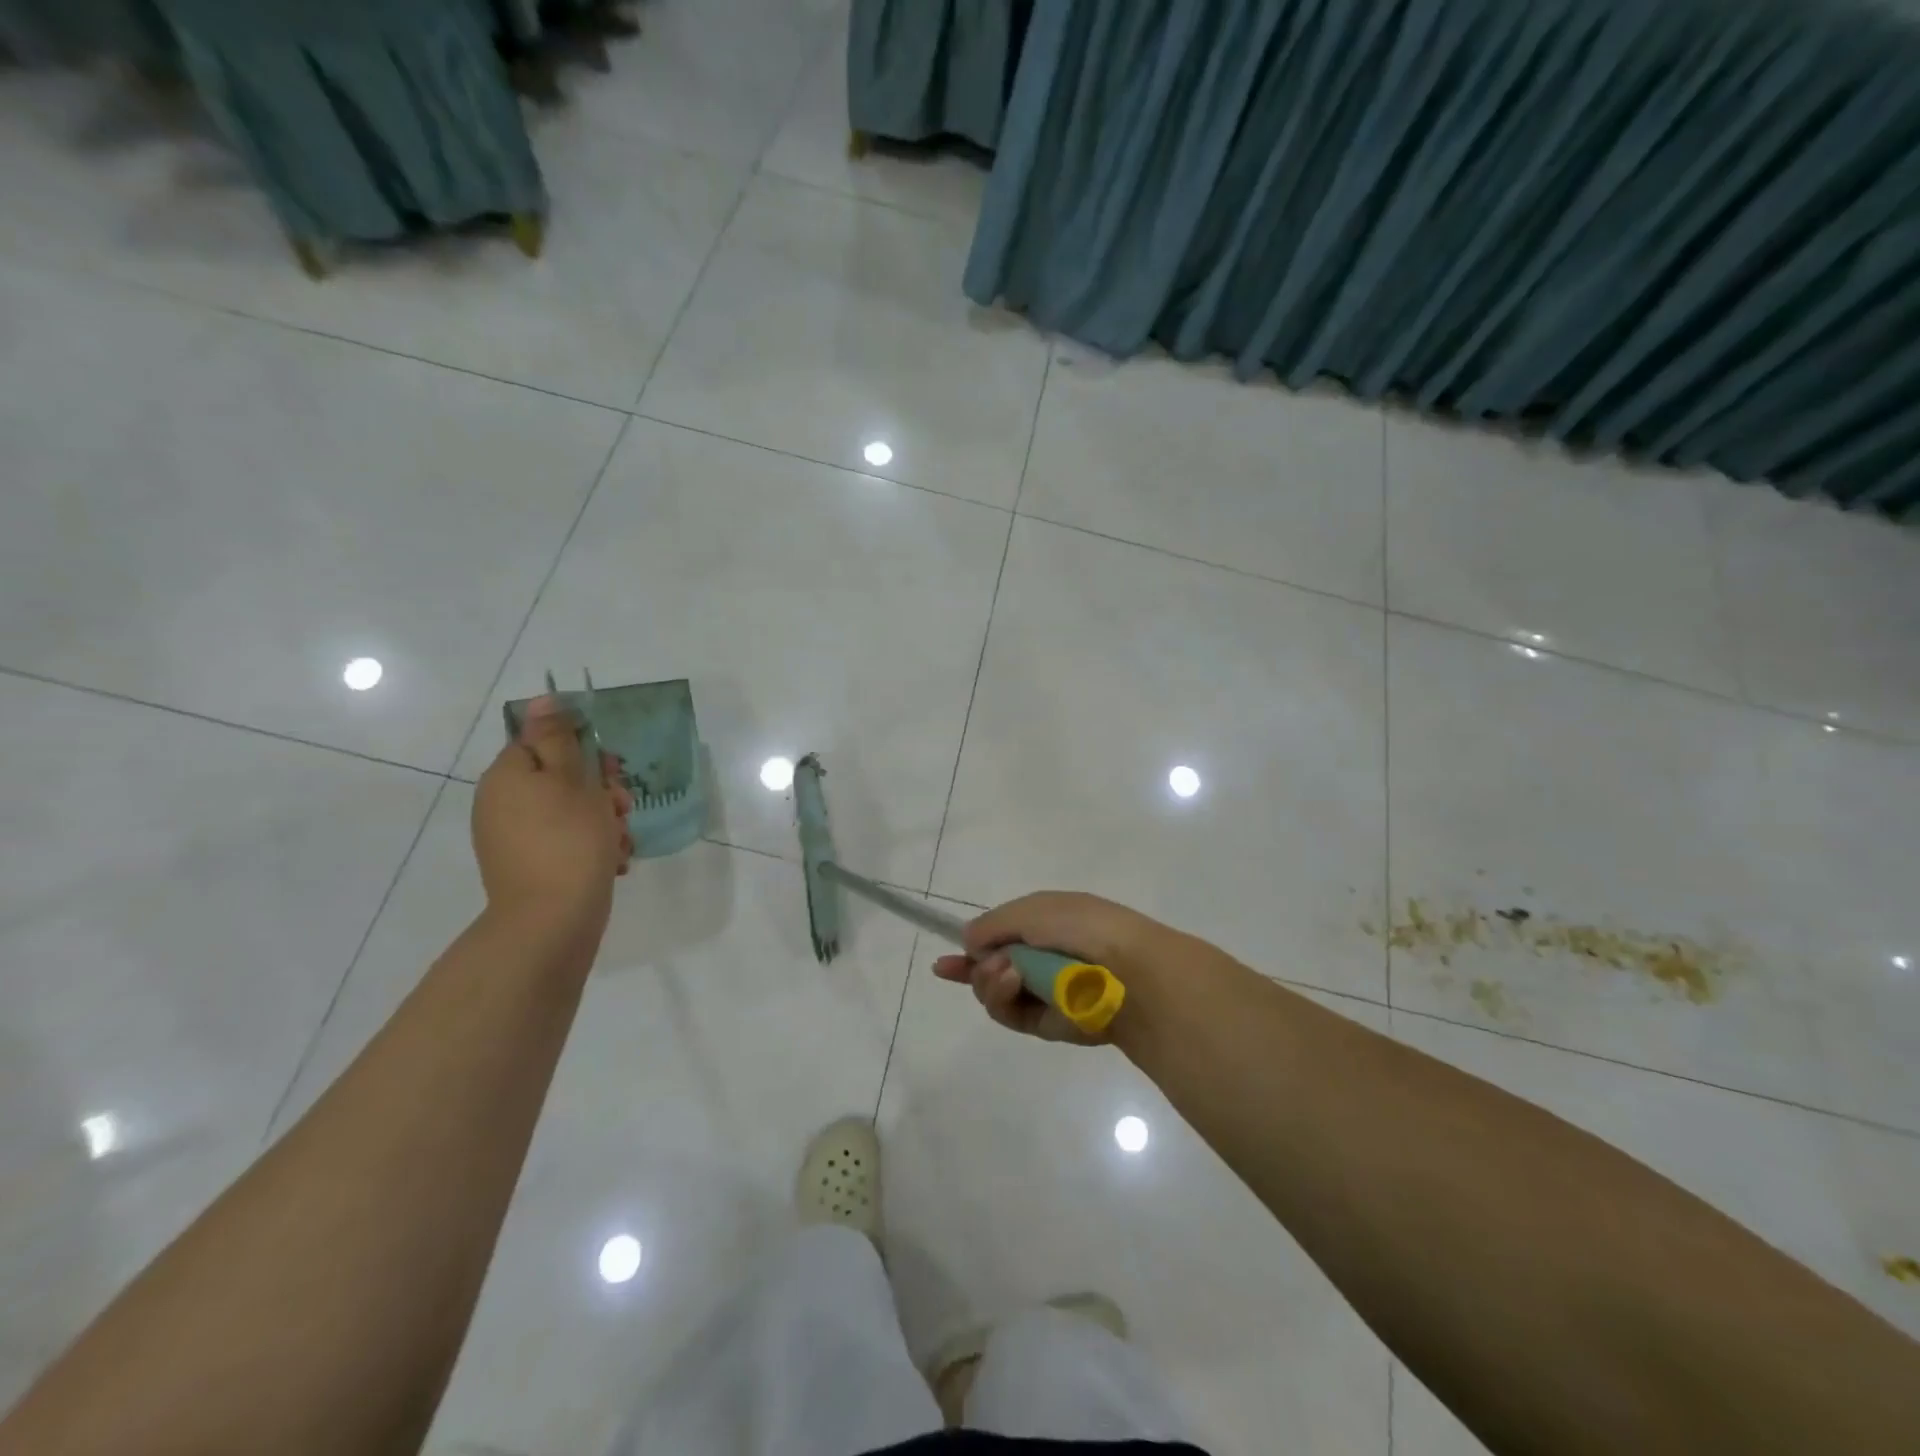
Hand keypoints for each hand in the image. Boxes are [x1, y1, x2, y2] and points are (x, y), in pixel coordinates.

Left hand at [472, 697, 633, 930]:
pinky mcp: (529, 866)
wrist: (553, 921)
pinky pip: (565, 842)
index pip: (544, 742)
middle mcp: (502, 803)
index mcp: (507, 776)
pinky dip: (591, 847)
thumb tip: (541, 700)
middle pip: (560, 778)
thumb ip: (557, 737)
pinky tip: (613, 862)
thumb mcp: (572, 779)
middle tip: (621, 808)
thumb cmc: (570, 841)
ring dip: (604, 821)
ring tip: (620, 842)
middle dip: (601, 790)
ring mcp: (513, 838)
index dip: (583, 752)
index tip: (611, 770)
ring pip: (569, 812)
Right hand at [932, 892, 1173, 1043]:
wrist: (1126, 970)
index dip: (972, 948)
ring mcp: (1042, 991)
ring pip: (994, 993)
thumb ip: (993, 925)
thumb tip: (967, 940)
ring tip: (1005, 972)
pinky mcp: (1046, 1023)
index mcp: (1044, 924)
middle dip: (977, 967)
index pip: (999, 938)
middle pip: (989, 969)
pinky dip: (1001, 998)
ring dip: (988, 981)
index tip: (943, 963)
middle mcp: (1040, 958)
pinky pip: (1009, 1014)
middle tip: (987, 962)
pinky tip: (1009, 982)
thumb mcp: (1032, 910)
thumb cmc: (1081, 927)